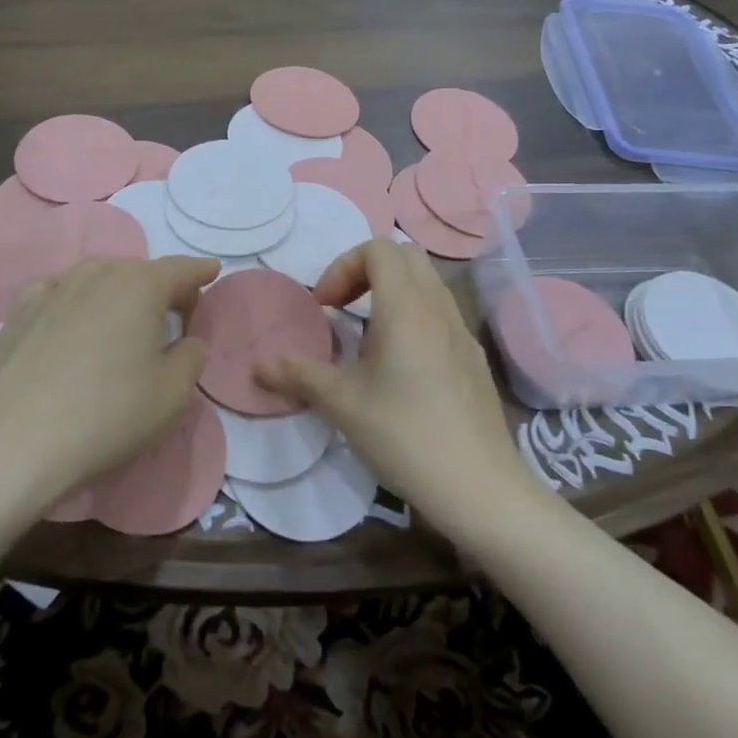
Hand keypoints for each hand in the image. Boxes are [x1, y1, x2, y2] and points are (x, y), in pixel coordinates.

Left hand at [0, 255, 218, 507]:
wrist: (12, 442)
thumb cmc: (107, 415)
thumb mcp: (172, 395)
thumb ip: (190, 358)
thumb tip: (188, 341)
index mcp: (139, 286)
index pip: (179, 269)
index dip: (199, 271)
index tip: (212, 271)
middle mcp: (95, 275)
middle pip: (137, 270)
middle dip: (159, 284)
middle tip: (174, 309)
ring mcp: (50, 291)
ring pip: (95, 277)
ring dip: (116, 289)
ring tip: (124, 314)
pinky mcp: (17, 315)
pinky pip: (58, 294)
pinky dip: (75, 300)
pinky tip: (72, 320)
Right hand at [256, 240, 532, 535]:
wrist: (480, 488)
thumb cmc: (405, 436)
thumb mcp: (342, 405)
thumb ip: (298, 376)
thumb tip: (257, 365)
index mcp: (407, 308)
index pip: (379, 248)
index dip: (343, 266)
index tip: (324, 306)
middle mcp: (438, 309)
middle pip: (406, 256)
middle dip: (366, 271)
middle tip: (342, 309)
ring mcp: (462, 332)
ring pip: (427, 284)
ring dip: (391, 293)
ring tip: (366, 337)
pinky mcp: (472, 358)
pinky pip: (440, 314)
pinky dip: (413, 317)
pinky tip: (399, 368)